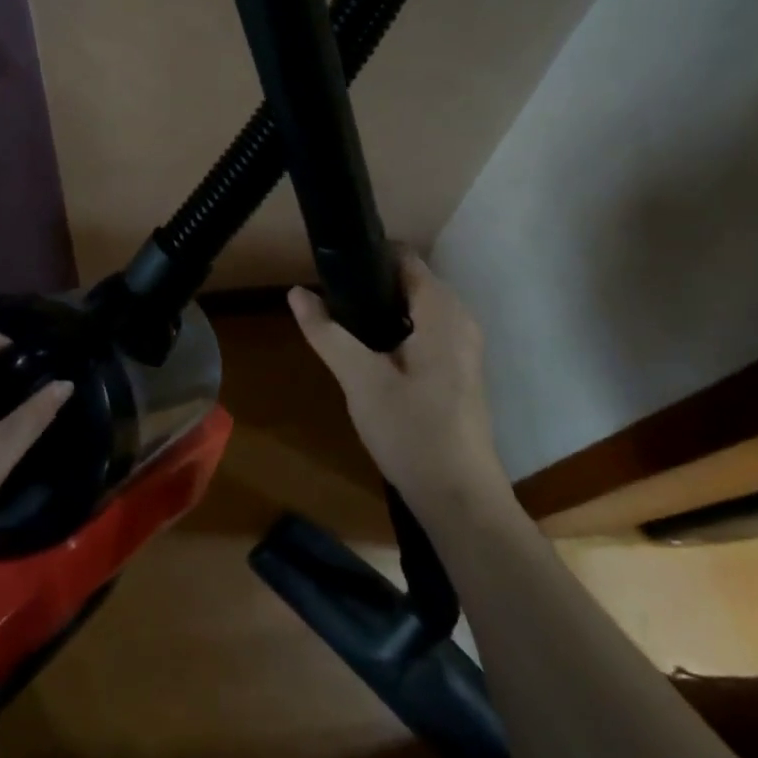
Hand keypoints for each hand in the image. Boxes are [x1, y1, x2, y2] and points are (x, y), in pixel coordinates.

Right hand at [288, 251, 506, 510]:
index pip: (403, 258)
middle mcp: (459, 320)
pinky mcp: (457, 372)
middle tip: (326, 301)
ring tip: (338, 324)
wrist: (460, 500)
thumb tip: (296, 293)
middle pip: (408, 282)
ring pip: (413, 310)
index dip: (366, 256)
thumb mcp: (361, 380)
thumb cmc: (413, 432)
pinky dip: (393, 332)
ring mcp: (462, 348)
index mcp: (442, 312)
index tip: (329, 268)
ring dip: (377, 311)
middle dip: (367, 285)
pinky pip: (422, 332)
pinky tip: (365, 355)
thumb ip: (327, 333)